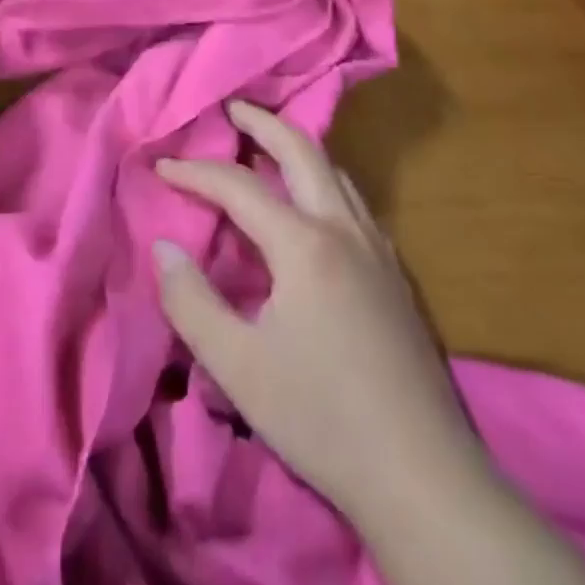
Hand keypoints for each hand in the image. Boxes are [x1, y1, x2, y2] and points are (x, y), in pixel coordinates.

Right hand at [152, 103, 481, 523]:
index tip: (162, 165)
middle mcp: (345, 229)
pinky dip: (323, 178)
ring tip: (268, 145)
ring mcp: (378, 249)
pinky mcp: (395, 274)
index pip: (240, 187)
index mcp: (304, 245)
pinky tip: (313, 204)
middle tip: (231, 108)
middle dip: (263, 122)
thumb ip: (192, 301)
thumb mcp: (238, 367)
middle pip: (302, 151)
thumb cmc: (321, 418)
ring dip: (298, 147)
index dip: (196, 172)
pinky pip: (354, 200)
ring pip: (336, 172)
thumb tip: (164, 246)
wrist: (422, 476)